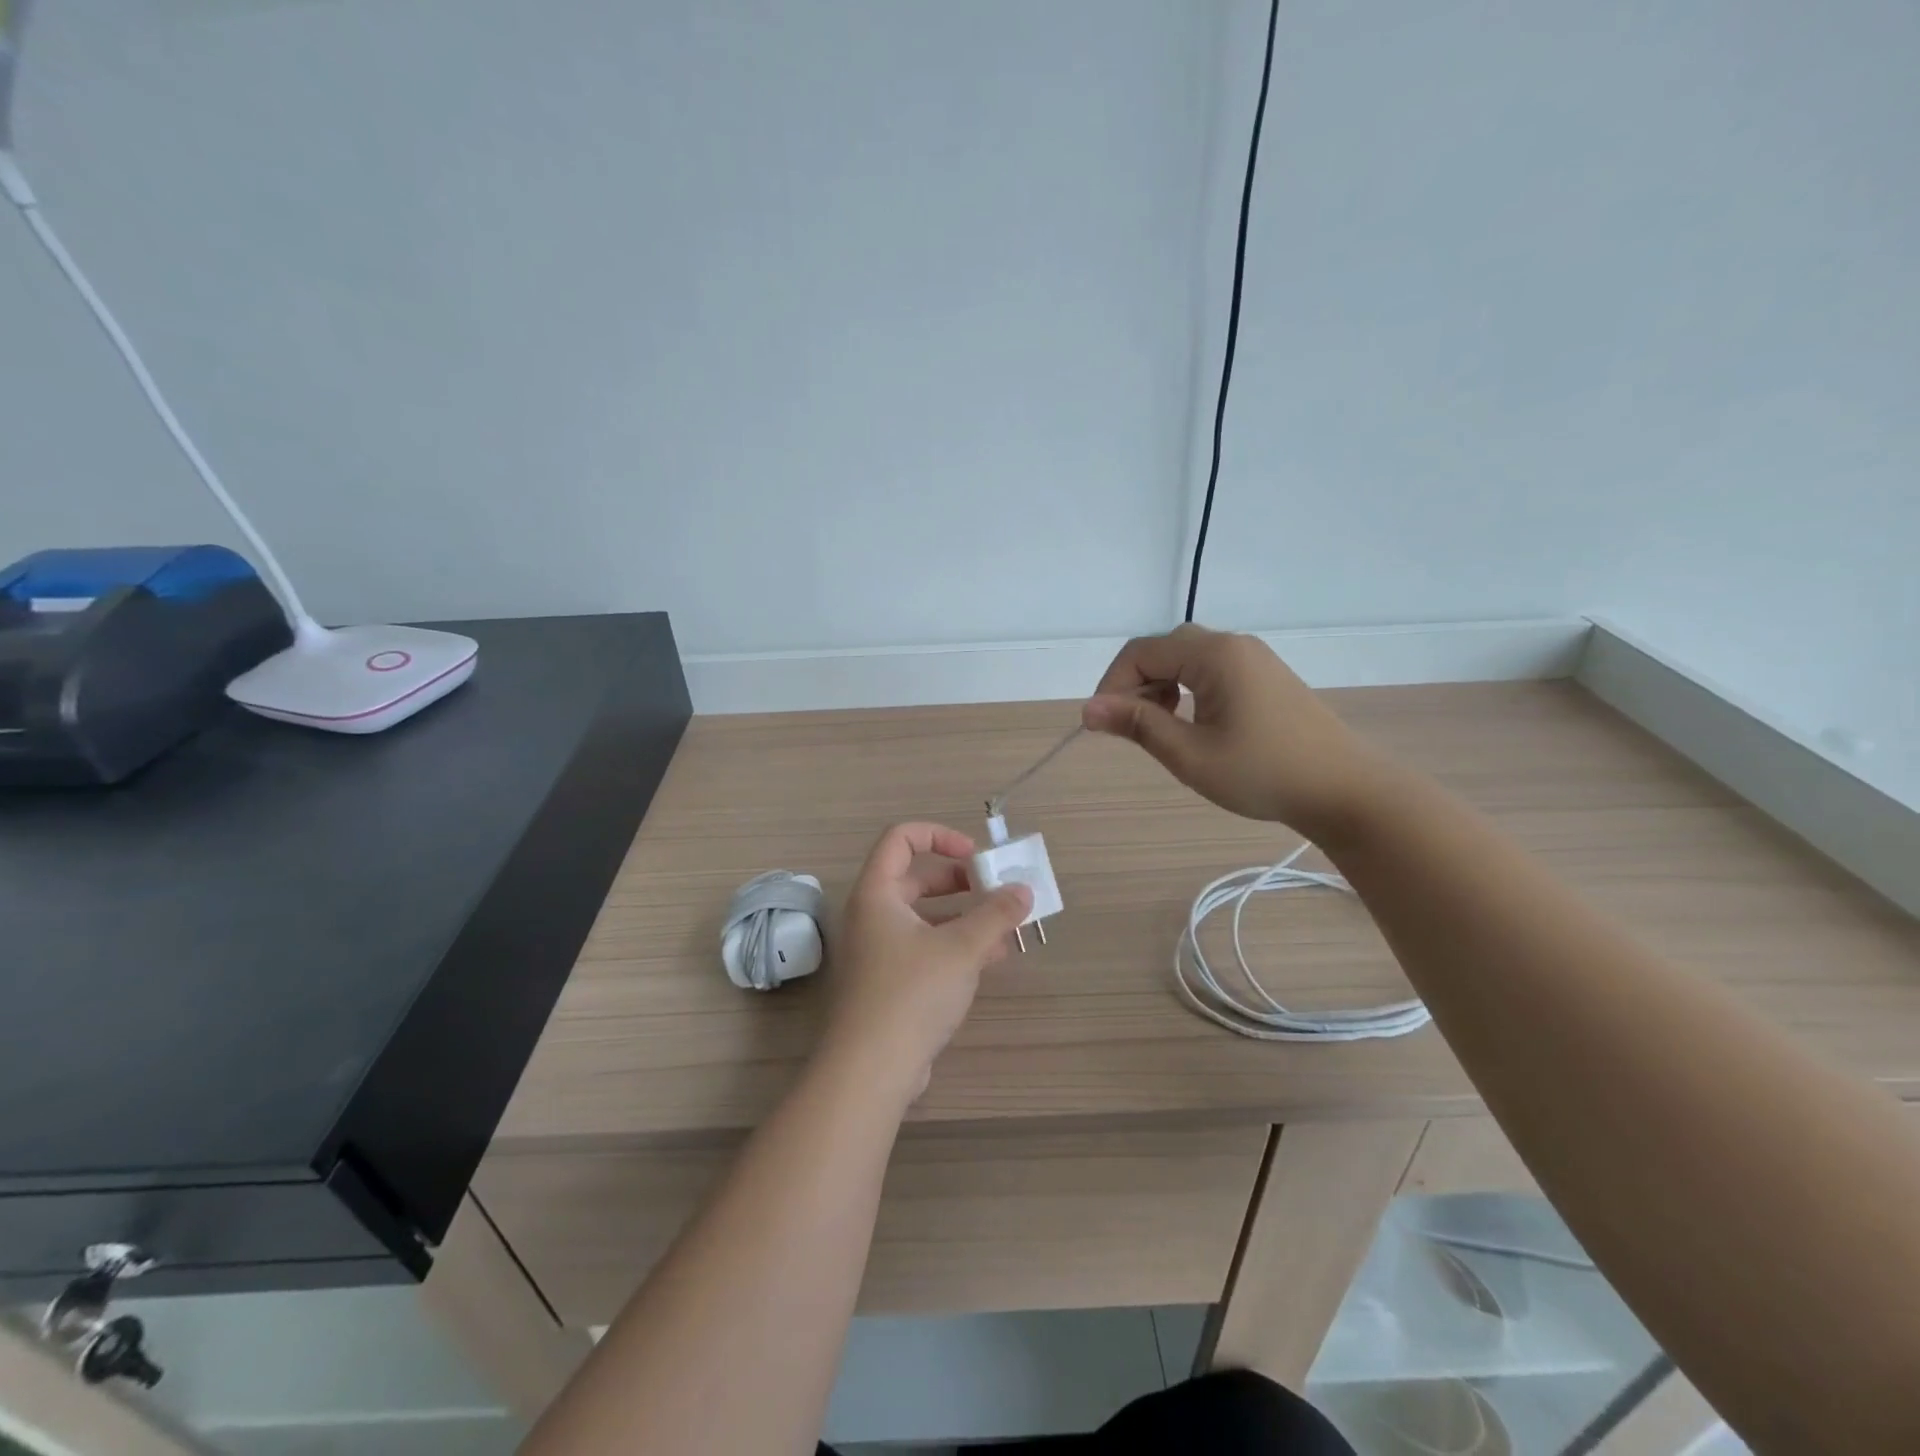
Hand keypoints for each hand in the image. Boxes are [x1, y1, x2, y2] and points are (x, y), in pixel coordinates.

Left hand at [819, 822, 1032, 1102]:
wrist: (871, 1069)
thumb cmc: (911, 992)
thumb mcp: (961, 948)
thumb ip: (995, 914)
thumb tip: (1024, 890)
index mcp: (877, 893)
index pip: (901, 839)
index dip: (939, 836)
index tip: (974, 855)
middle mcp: (873, 915)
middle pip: (916, 878)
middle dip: (960, 881)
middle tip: (995, 890)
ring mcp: (879, 951)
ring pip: (925, 917)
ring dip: (964, 917)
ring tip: (1004, 927)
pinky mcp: (889, 982)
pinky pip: (925, 948)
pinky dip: (955, 946)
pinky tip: (990, 959)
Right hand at [1082, 624, 1385, 841]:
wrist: (1345, 790)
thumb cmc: (1263, 773)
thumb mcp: (1190, 754)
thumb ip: (1137, 725)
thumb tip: (1088, 708)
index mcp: (1214, 654)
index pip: (1141, 652)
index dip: (1112, 685)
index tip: (1102, 725)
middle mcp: (1233, 644)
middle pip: (1163, 649)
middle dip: (1136, 685)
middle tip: (1131, 729)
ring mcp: (1253, 658)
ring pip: (1186, 659)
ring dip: (1161, 688)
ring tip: (1162, 730)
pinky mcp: (1265, 676)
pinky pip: (1210, 670)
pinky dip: (1187, 690)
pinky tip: (1194, 724)